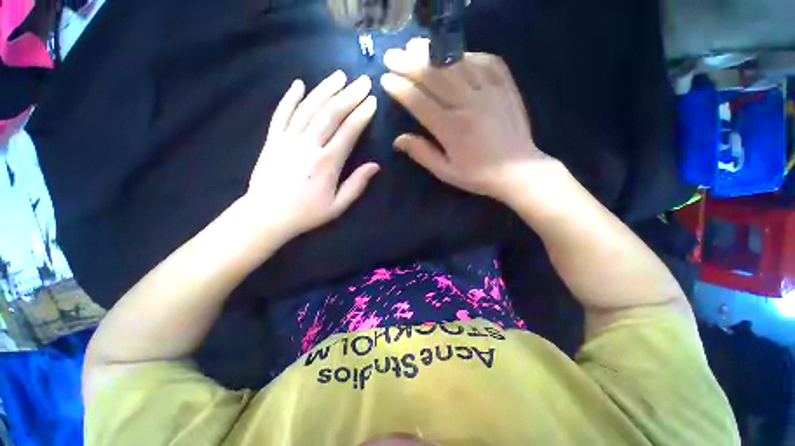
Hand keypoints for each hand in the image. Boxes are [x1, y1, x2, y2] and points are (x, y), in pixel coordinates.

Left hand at [244, 71, 379, 238]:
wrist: (266, 216)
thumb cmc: (306, 213)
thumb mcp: (337, 206)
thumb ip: (356, 185)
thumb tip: (375, 166)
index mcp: (327, 163)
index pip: (348, 132)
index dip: (361, 114)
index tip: (372, 101)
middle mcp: (308, 146)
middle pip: (331, 114)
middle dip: (349, 95)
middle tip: (363, 81)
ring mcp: (287, 140)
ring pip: (308, 108)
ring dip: (325, 89)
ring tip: (339, 75)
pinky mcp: (272, 140)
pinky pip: (281, 114)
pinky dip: (290, 98)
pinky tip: (299, 84)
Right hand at [380, 39, 557, 204]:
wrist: (518, 171)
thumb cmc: (478, 175)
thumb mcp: (445, 172)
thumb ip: (422, 154)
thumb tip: (398, 140)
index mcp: (451, 129)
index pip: (419, 102)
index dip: (400, 89)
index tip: (385, 80)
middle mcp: (468, 104)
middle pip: (434, 76)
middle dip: (408, 64)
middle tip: (391, 56)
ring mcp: (489, 91)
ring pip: (456, 64)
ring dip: (433, 53)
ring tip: (415, 46)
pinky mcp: (505, 86)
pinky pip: (485, 61)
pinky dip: (467, 54)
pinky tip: (454, 56)